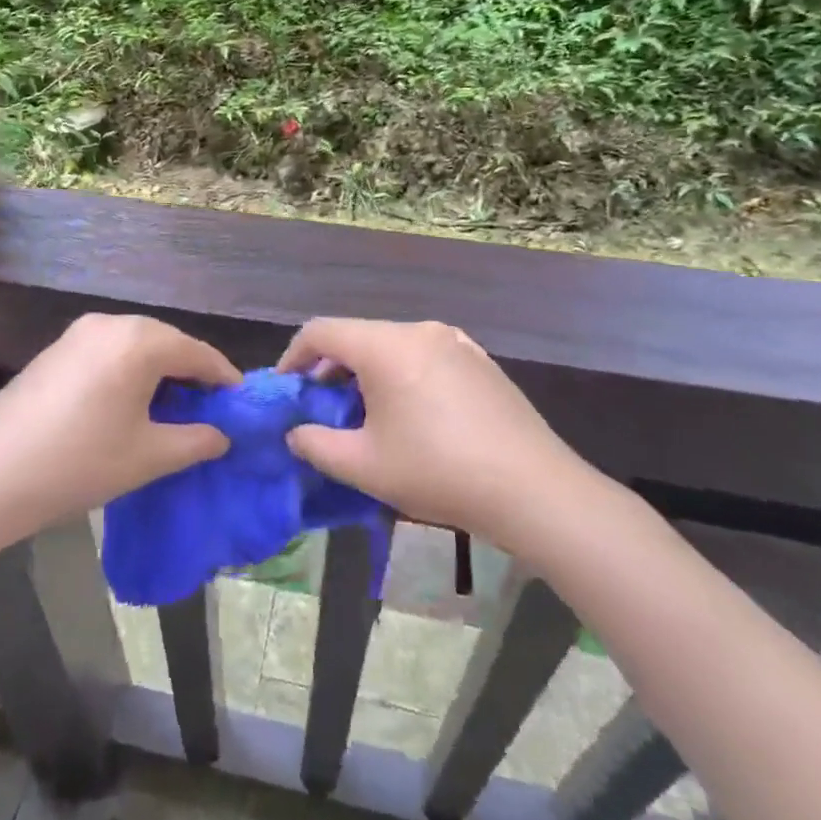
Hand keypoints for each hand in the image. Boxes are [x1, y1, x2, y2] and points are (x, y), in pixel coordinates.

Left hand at [0, 313, 237, 544]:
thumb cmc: (79, 463)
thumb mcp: (147, 457)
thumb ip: (195, 440)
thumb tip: (222, 435)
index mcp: (139, 341)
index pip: (197, 353)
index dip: (223, 378)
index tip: (241, 404)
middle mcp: (110, 323)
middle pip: (167, 343)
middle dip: (191, 373)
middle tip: (208, 410)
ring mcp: (78, 333)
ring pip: (136, 345)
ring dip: (159, 371)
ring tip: (172, 409)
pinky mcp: (55, 349)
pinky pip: (108, 351)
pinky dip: (129, 370)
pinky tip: (128, 403)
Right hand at [277, 318, 588, 540]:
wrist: (533, 489)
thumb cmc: (438, 471)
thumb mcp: (364, 466)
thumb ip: (316, 445)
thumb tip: (295, 433)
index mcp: (385, 346)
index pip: (321, 331)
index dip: (294, 356)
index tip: (287, 389)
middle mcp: (418, 330)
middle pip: (358, 337)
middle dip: (331, 369)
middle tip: (323, 409)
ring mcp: (454, 341)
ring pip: (392, 346)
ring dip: (367, 373)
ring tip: (366, 415)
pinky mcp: (479, 359)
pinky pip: (424, 355)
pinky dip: (402, 374)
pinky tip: (413, 415)